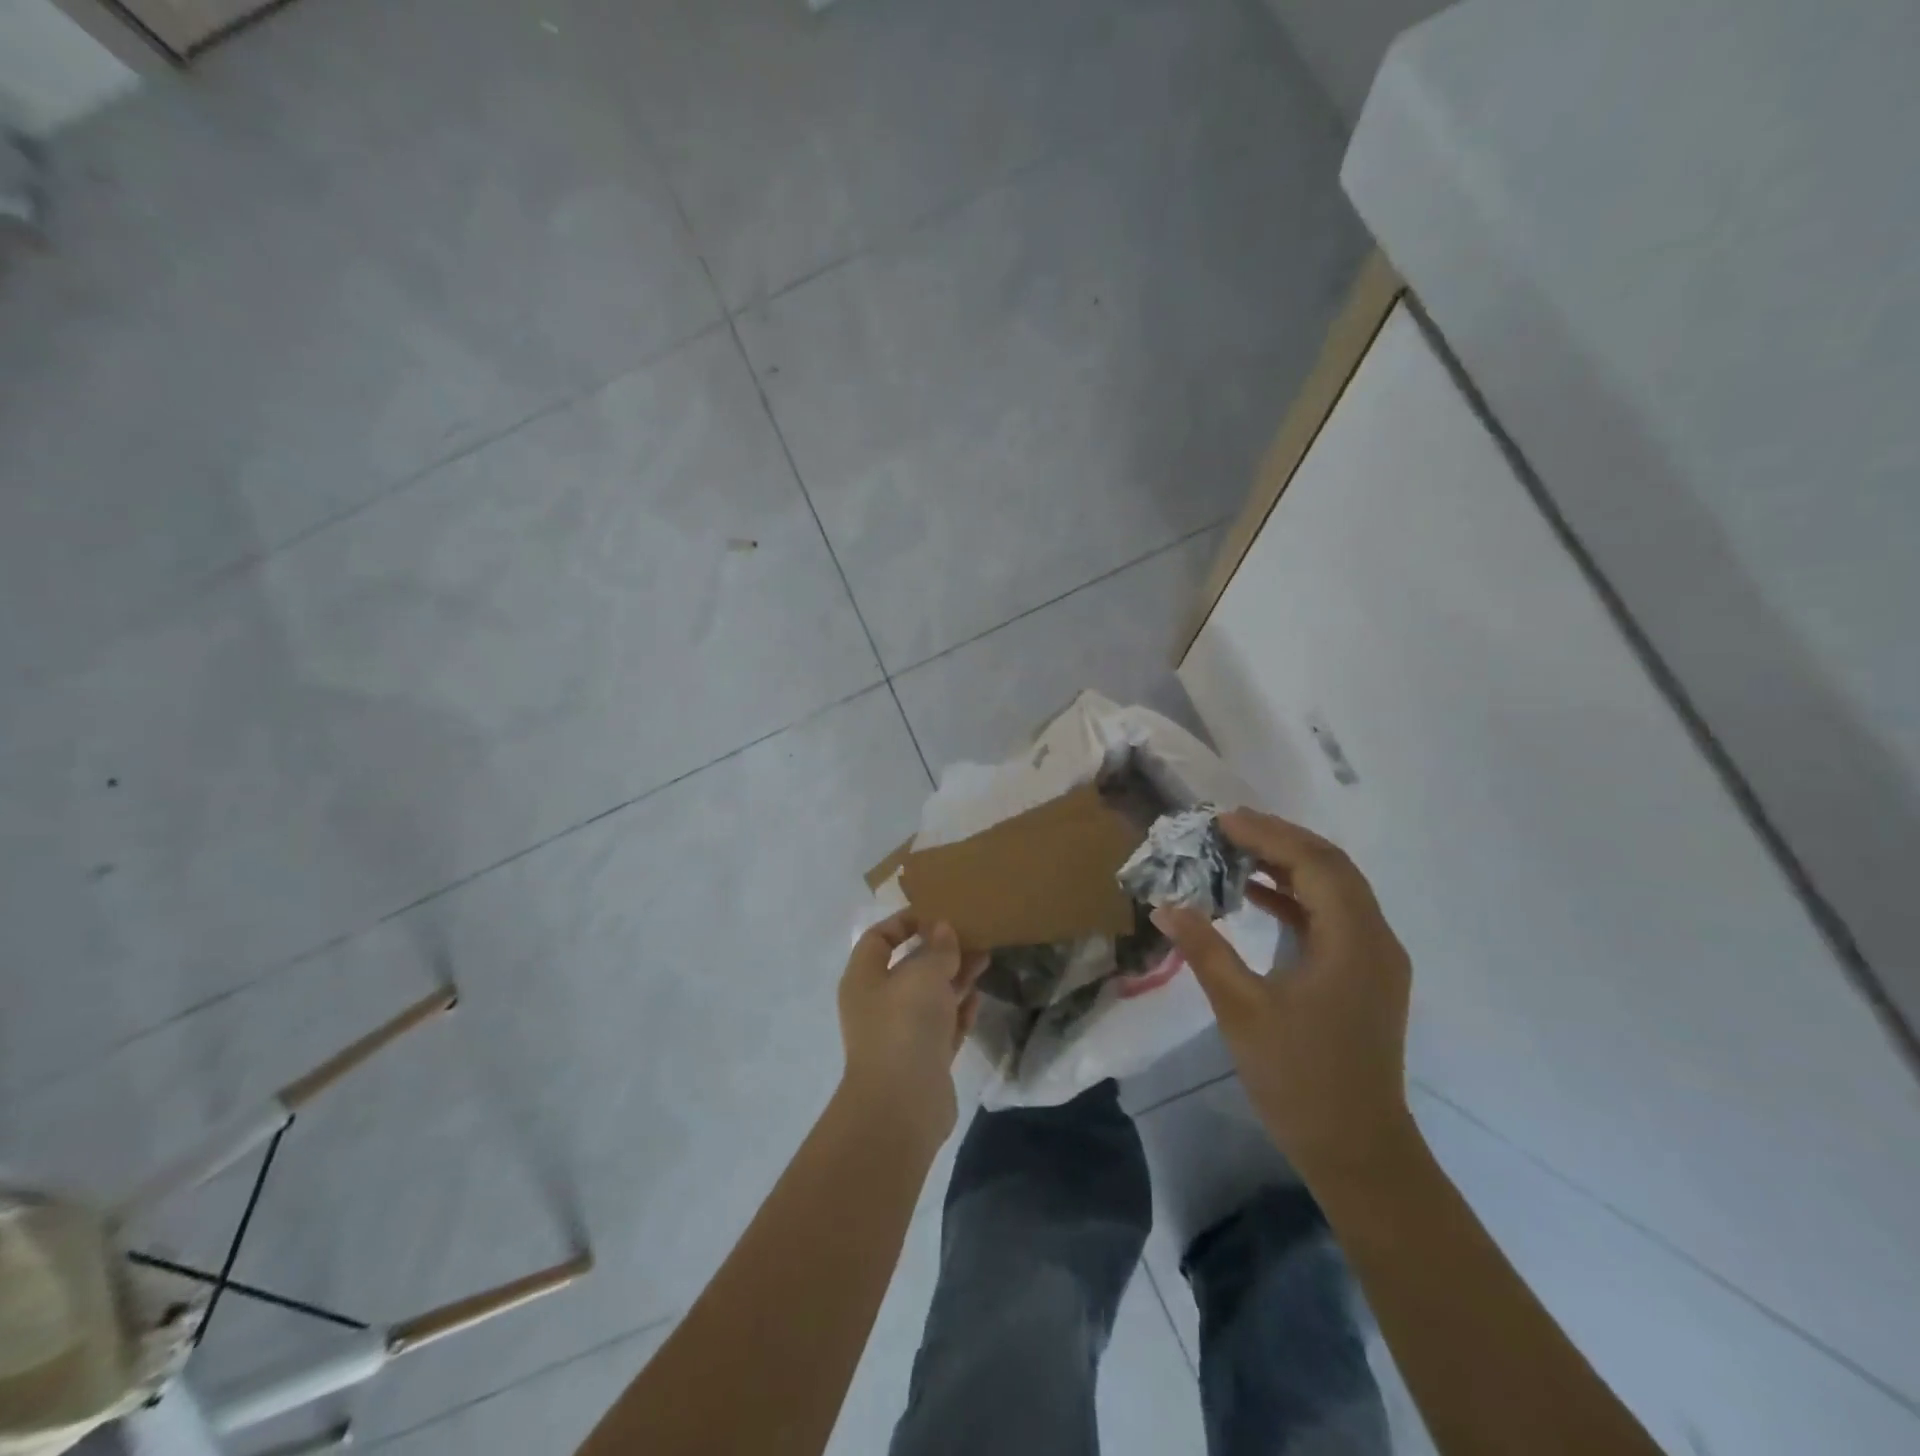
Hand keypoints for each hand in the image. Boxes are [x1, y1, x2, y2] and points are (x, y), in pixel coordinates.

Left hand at [837, 912, 986, 1151]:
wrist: (902, 1106)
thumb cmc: (904, 1025)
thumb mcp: (924, 974)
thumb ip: (937, 948)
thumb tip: (942, 928)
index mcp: (864, 978)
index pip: (879, 938)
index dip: (905, 922)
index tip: (938, 913)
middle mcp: (878, 1003)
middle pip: (909, 967)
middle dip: (940, 950)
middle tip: (973, 935)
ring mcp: (901, 1034)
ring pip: (930, 996)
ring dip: (955, 977)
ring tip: (985, 958)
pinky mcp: (924, 1060)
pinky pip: (943, 1026)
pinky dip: (959, 1010)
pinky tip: (978, 996)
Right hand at [1153, 809, 1415, 1187]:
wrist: (1357, 1150)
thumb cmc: (1299, 1079)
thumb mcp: (1242, 1010)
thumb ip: (1205, 950)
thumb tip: (1165, 905)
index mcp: (1353, 941)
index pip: (1314, 864)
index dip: (1268, 835)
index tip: (1221, 821)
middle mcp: (1375, 939)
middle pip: (1331, 867)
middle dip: (1280, 840)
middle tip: (1227, 826)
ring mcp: (1376, 959)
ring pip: (1335, 890)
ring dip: (1289, 865)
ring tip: (1236, 850)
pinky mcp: (1365, 976)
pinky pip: (1333, 917)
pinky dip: (1296, 897)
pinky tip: (1255, 895)